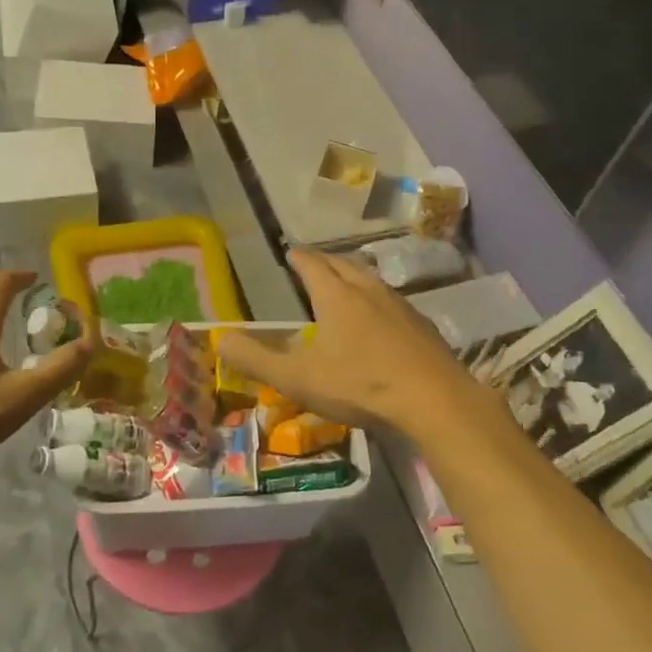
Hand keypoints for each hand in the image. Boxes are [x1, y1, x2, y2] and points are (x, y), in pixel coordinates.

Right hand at [218, 249, 489, 438]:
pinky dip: (376, 299)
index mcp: (337, 296)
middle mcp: (369, 291)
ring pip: (371, 280)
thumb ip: (256, 360)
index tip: (290, 252)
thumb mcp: (298, 377)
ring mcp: (400, 306)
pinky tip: (379, 317)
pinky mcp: (421, 326)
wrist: (432, 399)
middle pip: (344, 265)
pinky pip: (392, 301)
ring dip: (353, 276)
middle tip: (313, 262)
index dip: (298, 258)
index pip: (312, 266)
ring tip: (344, 283)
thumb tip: (219, 340)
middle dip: (325, 261)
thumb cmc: (360, 384)